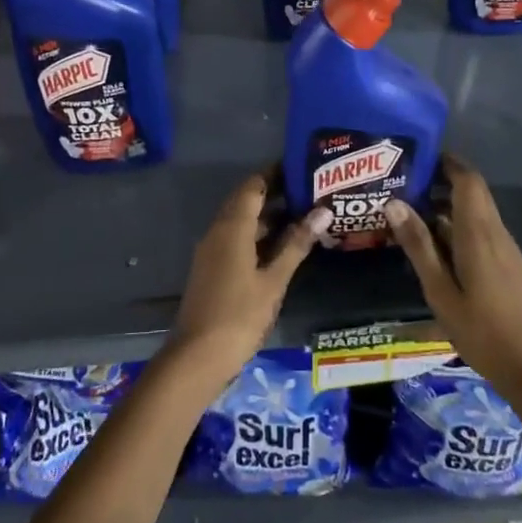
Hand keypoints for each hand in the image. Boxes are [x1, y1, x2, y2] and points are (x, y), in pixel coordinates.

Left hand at [163, 173, 329, 393]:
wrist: (198, 356)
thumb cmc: (240, 315)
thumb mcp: (274, 280)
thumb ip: (297, 244)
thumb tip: (323, 210)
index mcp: (232, 227)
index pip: (253, 186)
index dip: (275, 173)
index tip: (301, 166)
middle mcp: (218, 230)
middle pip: (245, 200)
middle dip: (273, 192)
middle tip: (307, 188)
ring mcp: (211, 250)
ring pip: (240, 220)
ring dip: (266, 215)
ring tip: (302, 213)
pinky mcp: (211, 267)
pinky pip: (235, 238)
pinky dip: (257, 234)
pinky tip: (280, 245)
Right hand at [385, 156, 521, 409]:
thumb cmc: (481, 332)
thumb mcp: (440, 292)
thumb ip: (419, 246)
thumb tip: (394, 203)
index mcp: (479, 234)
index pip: (468, 180)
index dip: (447, 161)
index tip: (419, 155)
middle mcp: (496, 233)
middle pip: (474, 192)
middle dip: (443, 180)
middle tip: (406, 181)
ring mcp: (507, 250)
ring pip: (477, 212)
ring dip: (448, 204)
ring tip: (411, 210)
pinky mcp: (509, 265)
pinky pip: (483, 231)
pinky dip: (459, 225)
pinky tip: (436, 243)